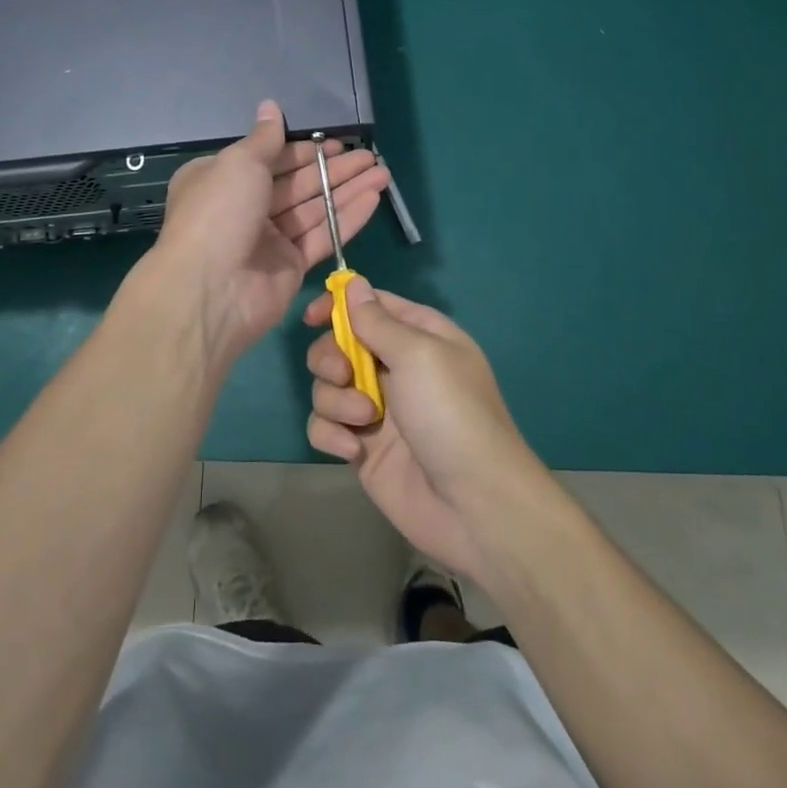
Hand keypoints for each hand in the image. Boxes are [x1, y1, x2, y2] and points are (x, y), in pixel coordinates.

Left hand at [145, 101, 389, 368]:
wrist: (210, 289)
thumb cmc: (219, 212)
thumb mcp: (239, 163)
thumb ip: (264, 138)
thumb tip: (270, 105)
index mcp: (222, 179)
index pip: (270, 158)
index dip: (304, 150)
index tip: (336, 142)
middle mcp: (244, 207)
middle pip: (297, 183)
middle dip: (334, 169)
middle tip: (370, 157)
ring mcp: (268, 239)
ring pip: (314, 208)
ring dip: (348, 190)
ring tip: (383, 172)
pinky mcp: (290, 266)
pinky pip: (322, 236)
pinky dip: (347, 218)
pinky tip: (374, 198)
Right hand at [304, 283, 540, 581]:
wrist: (473, 504)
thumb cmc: (451, 414)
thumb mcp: (418, 354)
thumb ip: (377, 320)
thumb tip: (354, 283)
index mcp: (418, 337)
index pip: (371, 305)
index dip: (338, 305)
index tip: (312, 317)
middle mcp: (395, 368)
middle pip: (339, 345)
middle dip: (331, 358)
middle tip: (345, 375)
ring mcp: (377, 410)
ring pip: (327, 387)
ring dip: (336, 400)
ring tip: (365, 420)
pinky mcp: (362, 447)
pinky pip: (325, 426)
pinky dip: (332, 434)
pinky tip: (354, 450)